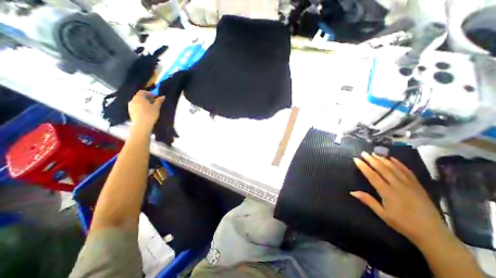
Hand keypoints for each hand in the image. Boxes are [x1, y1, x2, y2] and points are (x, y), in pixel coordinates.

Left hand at [129, 90, 164, 131]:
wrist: (141, 125)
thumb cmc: (150, 114)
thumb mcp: (156, 107)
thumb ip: (159, 101)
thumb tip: (163, 96)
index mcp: (139, 97)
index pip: (142, 92)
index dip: (149, 93)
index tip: (155, 97)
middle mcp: (133, 100)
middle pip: (139, 96)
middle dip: (146, 98)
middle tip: (153, 102)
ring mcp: (130, 106)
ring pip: (137, 101)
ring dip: (143, 102)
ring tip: (150, 107)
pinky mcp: (130, 111)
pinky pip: (136, 106)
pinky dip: (140, 107)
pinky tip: (146, 111)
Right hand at [351, 153, 447, 245]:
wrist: (433, 234)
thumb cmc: (403, 224)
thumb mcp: (382, 214)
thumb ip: (368, 201)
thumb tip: (352, 191)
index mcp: (388, 193)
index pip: (372, 176)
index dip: (363, 167)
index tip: (356, 159)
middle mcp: (398, 186)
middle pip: (383, 169)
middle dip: (372, 160)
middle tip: (364, 153)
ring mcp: (410, 185)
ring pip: (395, 168)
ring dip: (383, 160)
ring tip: (375, 153)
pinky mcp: (418, 186)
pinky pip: (408, 172)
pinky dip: (400, 164)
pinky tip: (393, 159)